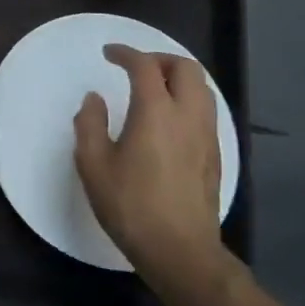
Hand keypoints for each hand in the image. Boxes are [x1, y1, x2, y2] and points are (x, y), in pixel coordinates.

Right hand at [74, 46, 230, 294]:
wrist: (181, 253)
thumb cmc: (131, 205)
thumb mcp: (93, 164)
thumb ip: (89, 124)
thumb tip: (95, 99)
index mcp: (156, 111)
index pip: (144, 66)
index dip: (125, 53)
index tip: (109, 54)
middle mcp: (187, 116)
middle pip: (185, 68)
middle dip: (160, 59)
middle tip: (136, 68)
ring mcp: (206, 137)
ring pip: (202, 89)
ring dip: (178, 79)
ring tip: (154, 90)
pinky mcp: (215, 157)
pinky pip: (205, 112)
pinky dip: (187, 101)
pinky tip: (168, 120)